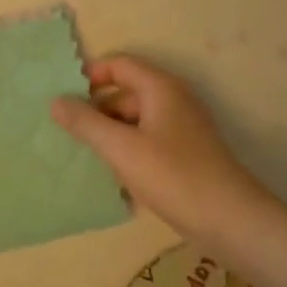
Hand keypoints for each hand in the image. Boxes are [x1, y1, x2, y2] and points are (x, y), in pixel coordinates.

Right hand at [50, 55, 269, 243]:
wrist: (231, 222)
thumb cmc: (174, 176)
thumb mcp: (121, 148)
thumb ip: (85, 123)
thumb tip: (55, 101)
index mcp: (160, 88)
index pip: (119, 65)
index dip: (90, 75)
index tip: (63, 96)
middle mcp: (173, 100)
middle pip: (126, 92)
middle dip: (96, 108)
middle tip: (67, 130)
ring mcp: (182, 127)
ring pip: (136, 119)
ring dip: (110, 132)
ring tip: (83, 153)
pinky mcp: (186, 153)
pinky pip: (148, 139)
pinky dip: (128, 148)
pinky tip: (113, 174)